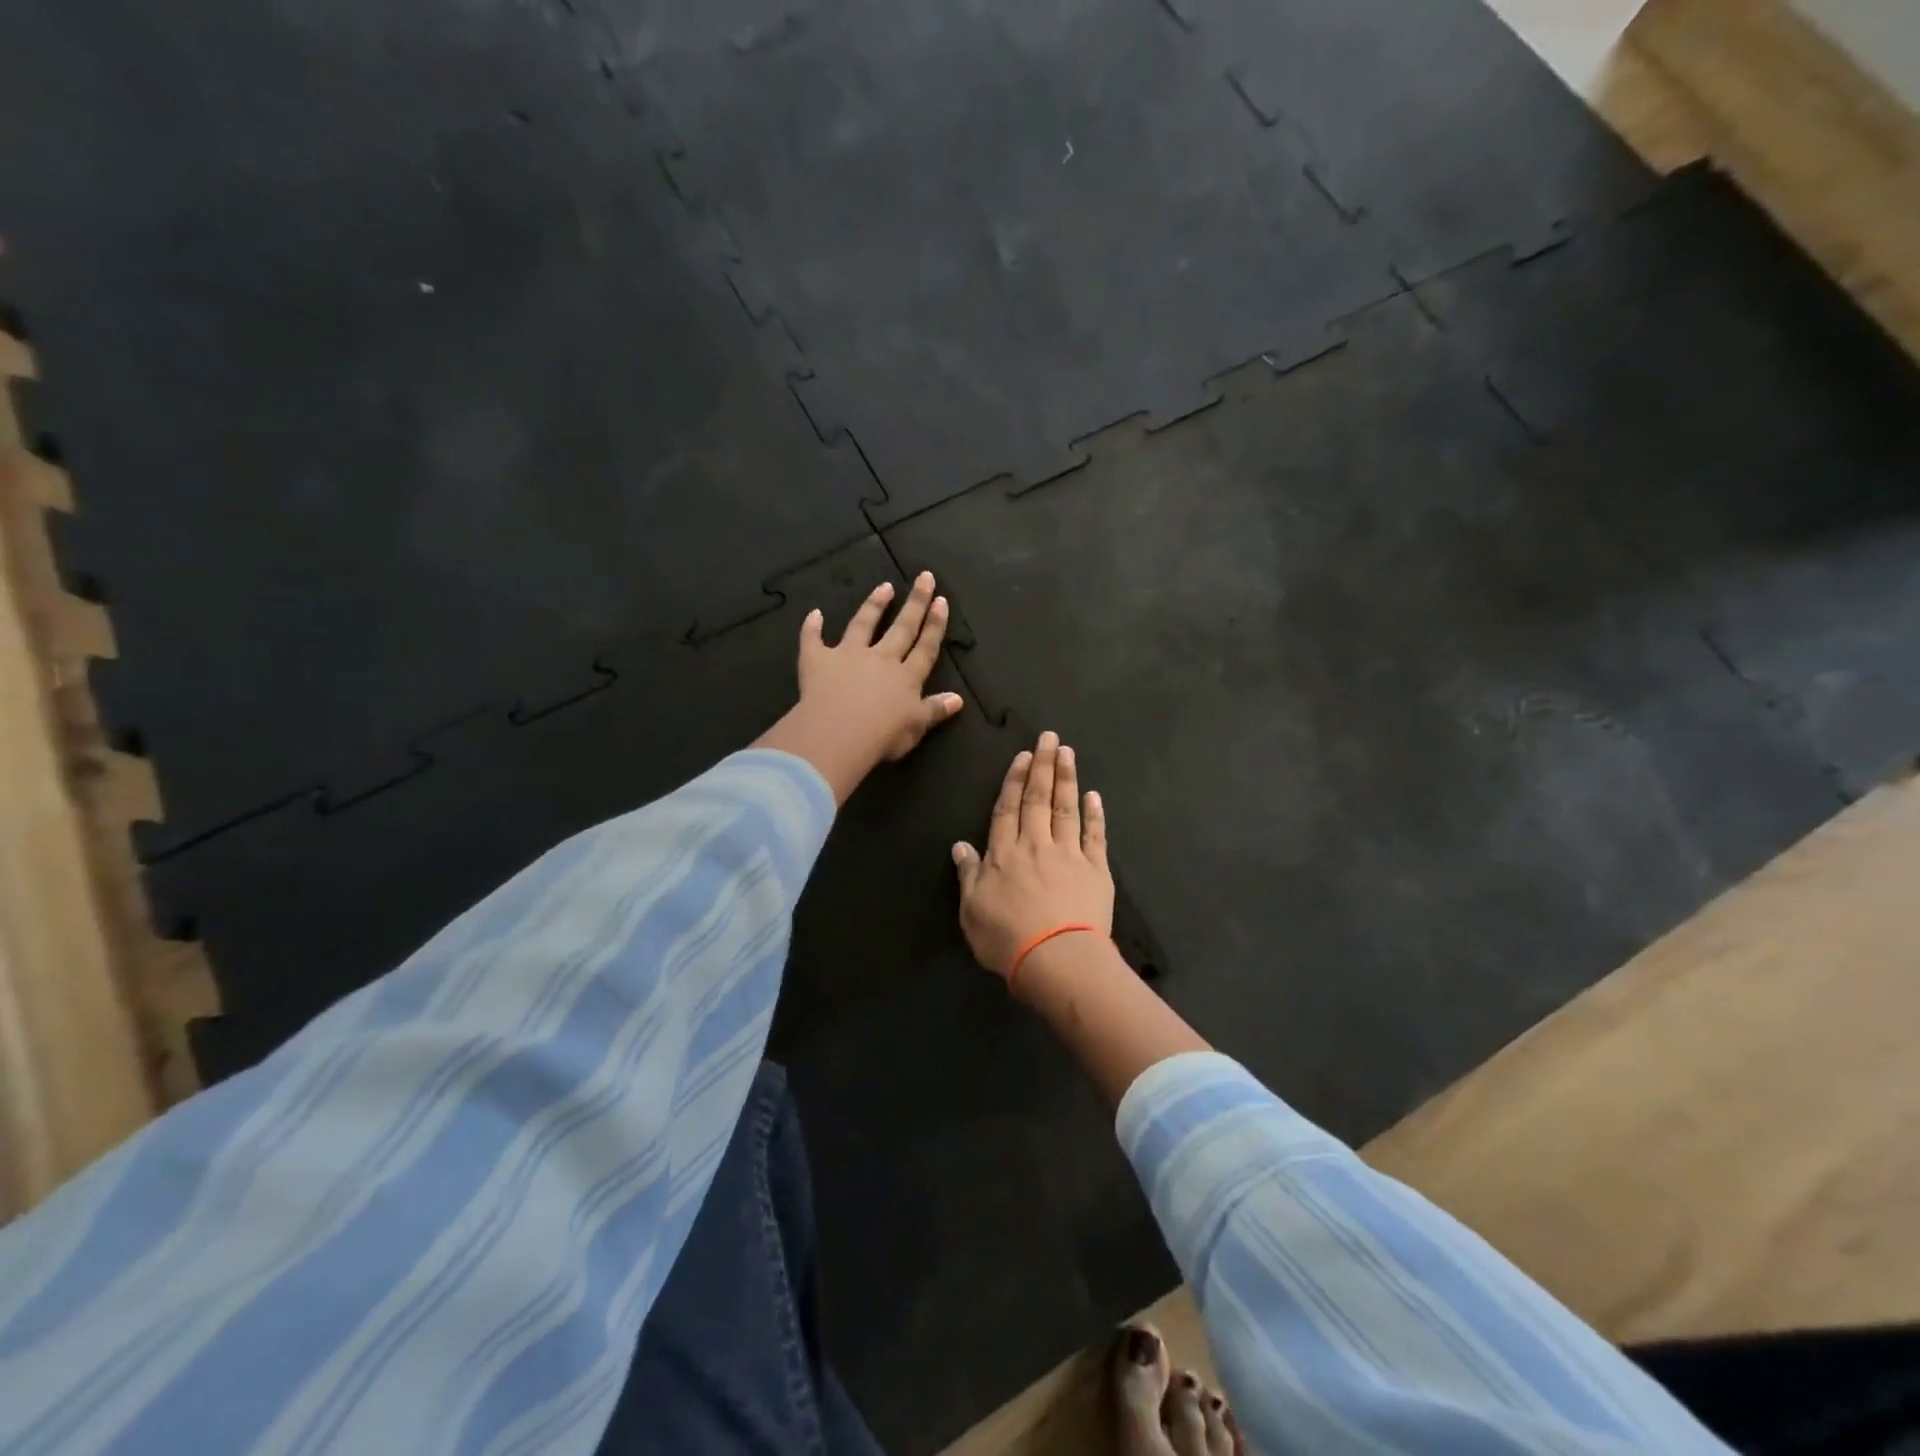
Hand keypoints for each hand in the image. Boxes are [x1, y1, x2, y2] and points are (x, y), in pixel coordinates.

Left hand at [754, 572, 962, 803]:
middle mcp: (881, 659)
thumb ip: (935, 710)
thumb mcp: (916, 727)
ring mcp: (849, 656)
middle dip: (915, 603)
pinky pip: (813, 640)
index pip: (926, 647)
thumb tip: (958, 699)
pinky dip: (812, 627)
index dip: (935, 625)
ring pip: (864, 624)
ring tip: (884, 587)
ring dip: (874, 605)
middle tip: (924, 577)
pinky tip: (814, 614)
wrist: (839, 734)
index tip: (941, 601)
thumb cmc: (882, 736)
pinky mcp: (819, 660)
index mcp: (906, 677)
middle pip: (902, 628)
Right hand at [952, 731, 1114, 984]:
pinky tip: (1094, 796)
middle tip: (1049, 736)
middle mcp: (1036, 845)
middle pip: (1038, 799)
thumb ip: (968, 875)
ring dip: (1067, 778)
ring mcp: (1069, 855)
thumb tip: (960, 846)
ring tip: (1068, 752)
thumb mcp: (972, 911)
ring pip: (1066, 808)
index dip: (1014, 781)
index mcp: (1004, 854)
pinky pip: (1095, 836)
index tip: (1023, 756)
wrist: (1057, 959)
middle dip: (1043, 765)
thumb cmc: (1007, 939)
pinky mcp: (1096, 870)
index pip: (1007, 809)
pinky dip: (1094, 814)